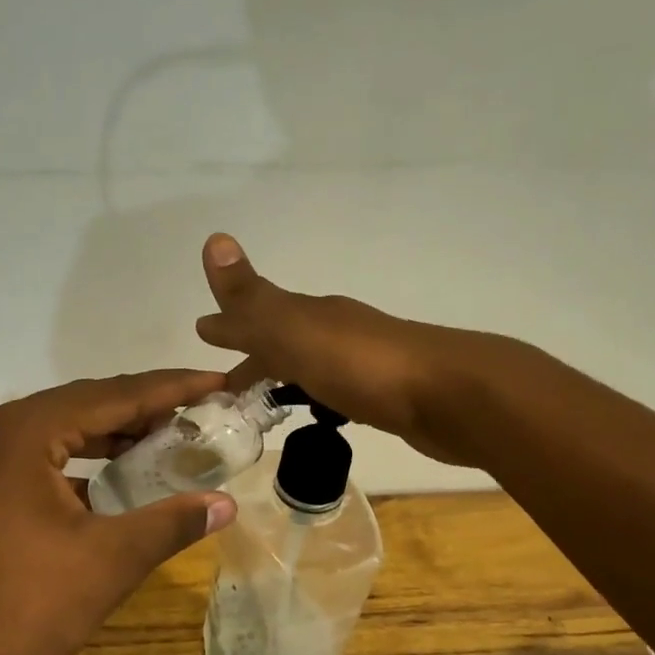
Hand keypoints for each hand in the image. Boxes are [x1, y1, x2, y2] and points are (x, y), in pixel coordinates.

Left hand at [0, 372, 238, 654]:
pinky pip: (28, 462)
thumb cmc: (29, 607)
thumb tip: (227, 504)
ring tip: (157, 443)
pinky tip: (104, 486)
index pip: (110, 396)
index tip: (214, 381)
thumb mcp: (111, 560)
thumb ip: (172, 522)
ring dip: (104, 438)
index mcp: (21, 433)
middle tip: (193, 413)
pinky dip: (72, 466)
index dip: (169, 388)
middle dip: (138, 411)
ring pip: (51, 435)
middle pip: (78, 407)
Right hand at [195, 234, 476, 466]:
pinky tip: (323, 415)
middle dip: (255, 358)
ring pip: (312, 366)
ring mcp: (365, 362)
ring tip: (265, 406)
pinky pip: (339, 392)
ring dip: (286, 378)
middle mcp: (337, 331)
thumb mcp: (294, 329)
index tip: (203, 337)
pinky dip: (319, 398)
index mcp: (311, 315)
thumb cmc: (363, 365)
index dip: (231, 328)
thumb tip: (213, 239)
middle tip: (227, 389)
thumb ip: (251, 298)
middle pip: (285, 341)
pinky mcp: (388, 395)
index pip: (259, 316)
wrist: (452, 396)